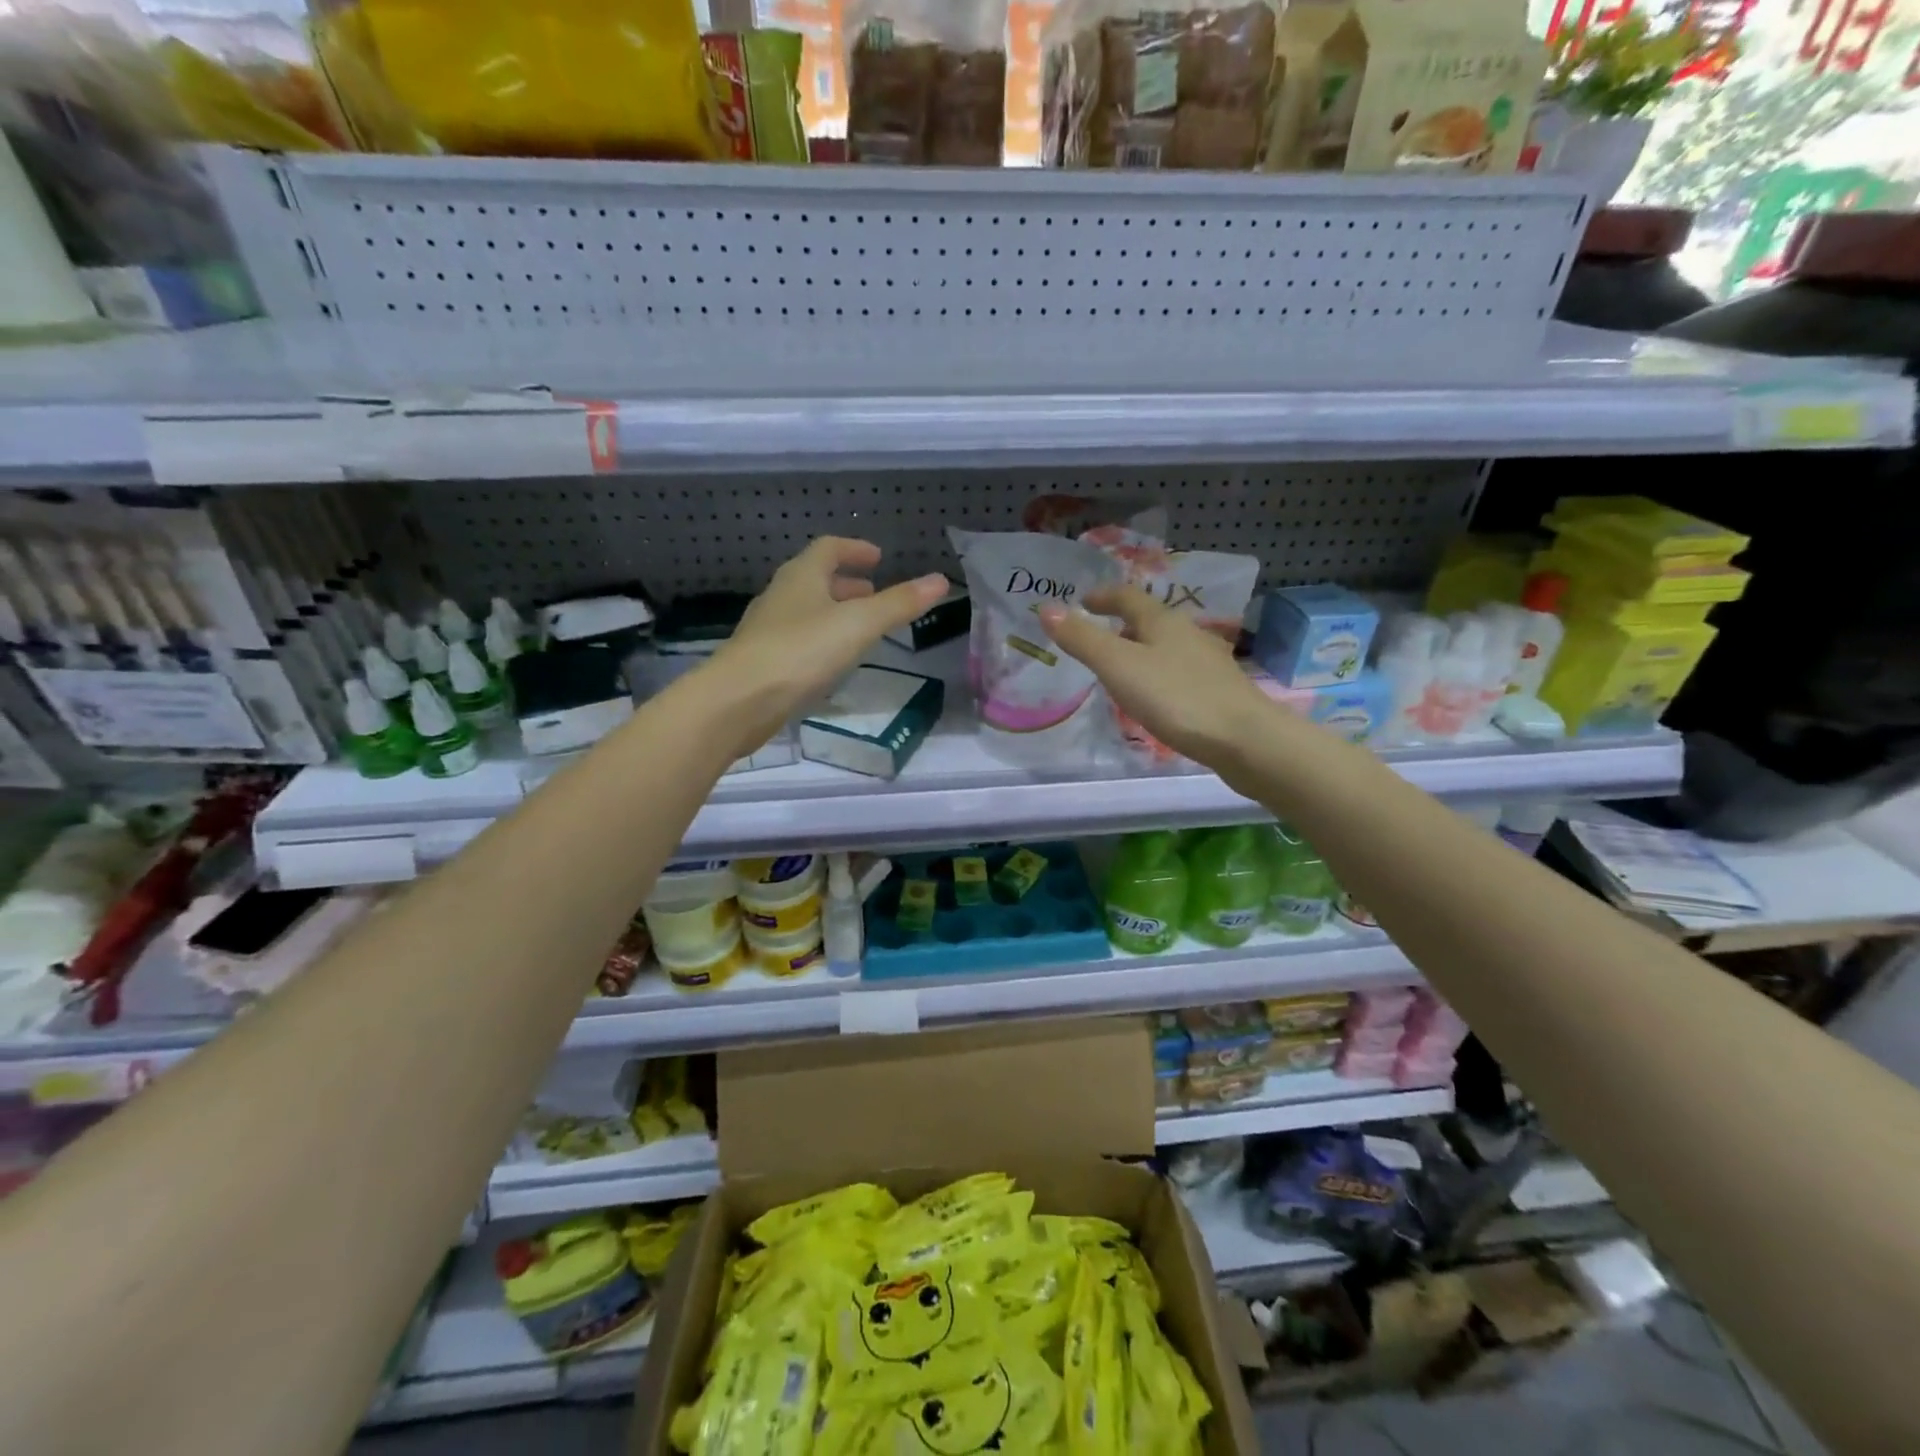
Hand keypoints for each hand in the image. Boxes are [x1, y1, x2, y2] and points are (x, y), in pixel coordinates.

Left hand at [705, 538, 948, 750]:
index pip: (829, 548)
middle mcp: (781, 596)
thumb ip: (899, 604)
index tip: (878, 558)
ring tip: (859, 628)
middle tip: (873, 593)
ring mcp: (768, 629)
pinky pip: (798, 639)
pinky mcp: (764, 661)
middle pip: (815, 578)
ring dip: (833, 611)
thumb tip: (940, 580)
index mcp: (801, 576)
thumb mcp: (859, 625)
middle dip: (846, 583)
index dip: (855, 549)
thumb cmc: (801, 652)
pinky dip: (821, 639)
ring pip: (806, 610)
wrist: (739, 700)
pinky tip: (833, 661)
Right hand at [1038, 586, 1275, 772]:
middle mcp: (1188, 633)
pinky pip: (1181, 672)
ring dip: (1143, 650)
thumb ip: (1082, 639)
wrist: (1244, 739)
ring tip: (1123, 669)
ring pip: (1168, 646)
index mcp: (1163, 622)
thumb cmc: (1176, 697)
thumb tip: (1046, 608)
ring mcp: (1208, 662)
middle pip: (1151, 620)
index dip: (1103, 597)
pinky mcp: (1219, 690)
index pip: (1128, 596)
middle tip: (1098, 638)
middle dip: (1123, 624)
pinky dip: (1160, 675)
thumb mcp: (1118, 667)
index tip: (1083, 602)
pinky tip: (1158, 698)